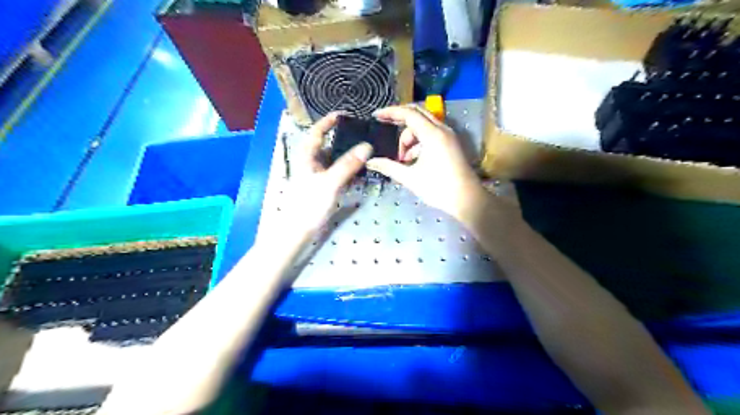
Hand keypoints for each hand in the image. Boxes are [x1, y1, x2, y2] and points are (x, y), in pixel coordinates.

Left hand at [278, 112, 372, 237]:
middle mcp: (311, 163)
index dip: (328, 121)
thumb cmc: (309, 204)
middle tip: (362, 134)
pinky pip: (337, 173)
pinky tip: (360, 171)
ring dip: (347, 155)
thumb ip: (348, 165)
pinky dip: (347, 169)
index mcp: (307, 156)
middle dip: (343, 138)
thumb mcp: (330, 182)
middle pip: (327, 145)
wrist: (298, 231)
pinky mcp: (322, 187)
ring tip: (365, 150)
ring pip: (333, 160)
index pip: (317, 132)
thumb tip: (367, 146)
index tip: (343, 115)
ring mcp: (316, 176)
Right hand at [367, 105, 482, 220]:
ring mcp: (448, 136)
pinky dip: (419, 142)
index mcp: (432, 135)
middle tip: (385, 127)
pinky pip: (431, 134)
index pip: (409, 114)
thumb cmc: (439, 188)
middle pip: (417, 114)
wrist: (467, 200)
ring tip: (402, 158)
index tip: (376, 116)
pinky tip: (412, 159)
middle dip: (400, 120)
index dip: (391, 112)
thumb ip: (389, 167)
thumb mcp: (410, 178)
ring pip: (423, 125)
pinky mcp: (450, 143)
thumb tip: (370, 162)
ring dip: (409, 137)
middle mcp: (442, 130)